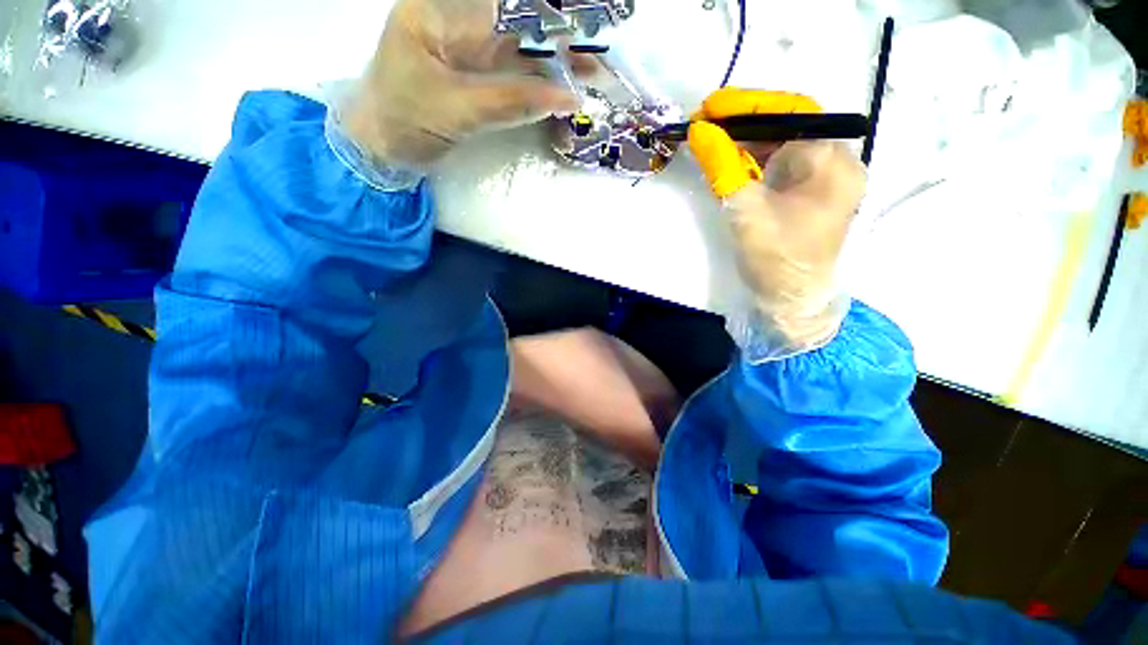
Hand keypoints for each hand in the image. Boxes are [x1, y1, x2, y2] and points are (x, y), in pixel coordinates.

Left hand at [343, 0, 580, 168]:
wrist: (383, 149)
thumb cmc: (404, 123)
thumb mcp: (457, 110)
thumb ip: (511, 101)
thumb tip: (565, 98)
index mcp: (437, 10)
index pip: (502, 5)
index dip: (544, 16)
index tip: (581, 24)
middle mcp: (455, 20)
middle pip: (515, 21)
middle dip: (557, 36)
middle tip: (596, 52)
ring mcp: (467, 48)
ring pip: (519, 48)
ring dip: (555, 60)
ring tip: (591, 70)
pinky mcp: (475, 75)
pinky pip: (513, 74)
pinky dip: (539, 82)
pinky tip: (564, 86)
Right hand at [688, 88, 866, 358]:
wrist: (793, 303)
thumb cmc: (776, 260)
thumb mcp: (745, 211)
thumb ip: (723, 167)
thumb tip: (699, 131)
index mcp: (832, 163)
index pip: (791, 115)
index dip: (749, 106)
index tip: (711, 107)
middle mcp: (836, 164)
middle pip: (789, 127)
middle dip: (745, 122)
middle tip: (706, 123)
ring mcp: (824, 181)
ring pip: (784, 145)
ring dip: (748, 141)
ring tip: (712, 139)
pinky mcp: (809, 196)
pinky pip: (782, 165)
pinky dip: (755, 160)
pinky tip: (732, 160)